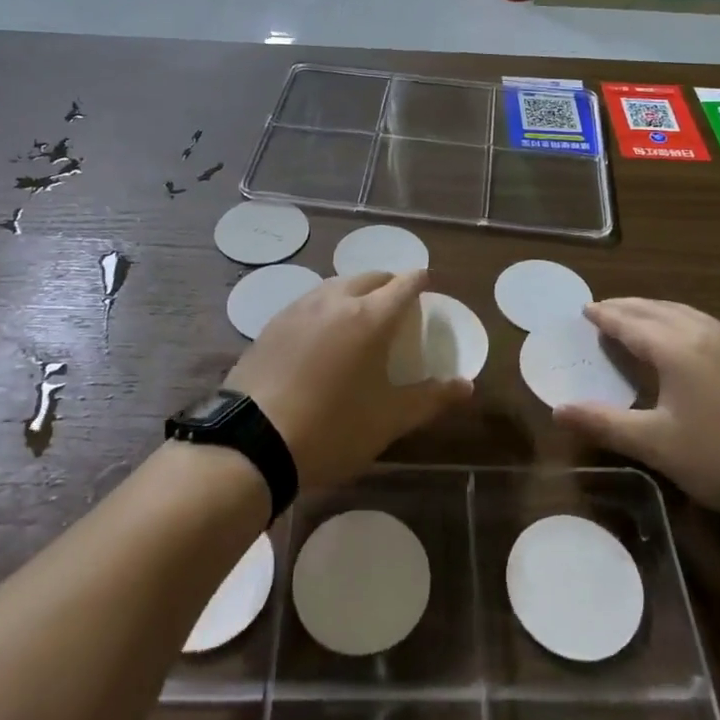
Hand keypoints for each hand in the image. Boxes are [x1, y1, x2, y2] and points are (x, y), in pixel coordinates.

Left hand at [227, 270, 470, 492]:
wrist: (253, 442)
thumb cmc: (332, 429)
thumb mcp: (388, 420)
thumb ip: (430, 398)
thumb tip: (466, 386)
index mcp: (370, 318)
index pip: (404, 284)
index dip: (420, 282)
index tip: (428, 287)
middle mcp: (336, 301)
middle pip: (370, 277)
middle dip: (389, 284)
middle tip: (397, 306)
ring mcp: (299, 308)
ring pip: (337, 285)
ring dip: (356, 292)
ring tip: (361, 317)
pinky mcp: (273, 323)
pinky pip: (310, 302)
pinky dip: (327, 307)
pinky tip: (323, 334)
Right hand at [554, 298, 719, 527]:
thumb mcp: (656, 445)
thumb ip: (605, 424)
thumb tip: (558, 410)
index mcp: (675, 348)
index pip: (629, 322)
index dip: (604, 315)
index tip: (584, 309)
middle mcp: (702, 334)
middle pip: (655, 310)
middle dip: (626, 307)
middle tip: (602, 311)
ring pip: (683, 313)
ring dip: (653, 310)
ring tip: (636, 317)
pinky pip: (703, 323)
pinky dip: (678, 319)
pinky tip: (683, 338)